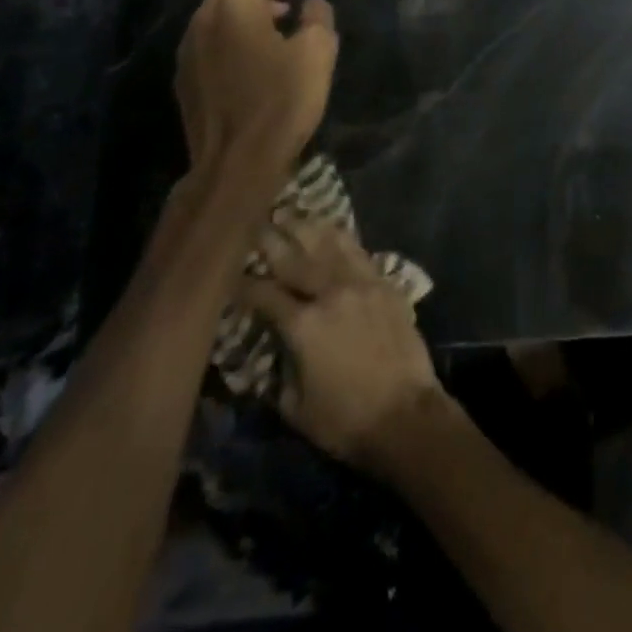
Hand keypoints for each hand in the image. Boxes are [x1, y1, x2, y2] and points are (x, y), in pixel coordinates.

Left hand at [176, 0, 337, 201]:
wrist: (235, 164)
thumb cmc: (282, 102)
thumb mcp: (317, 53)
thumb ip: (318, 17)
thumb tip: (311, 5)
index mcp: (235, 7)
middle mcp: (203, 18)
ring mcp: (188, 48)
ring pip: (218, 7)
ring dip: (250, 5)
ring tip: (281, 20)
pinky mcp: (185, 75)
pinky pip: (210, 34)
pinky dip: (235, 29)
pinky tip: (257, 52)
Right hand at [244, 214, 448, 476]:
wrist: (405, 413)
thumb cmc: (345, 420)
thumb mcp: (295, 406)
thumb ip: (280, 369)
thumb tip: (273, 348)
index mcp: (304, 325)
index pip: (265, 295)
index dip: (243, 284)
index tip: (226, 273)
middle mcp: (331, 293)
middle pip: (296, 258)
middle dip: (271, 239)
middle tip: (253, 220)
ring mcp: (362, 283)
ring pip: (330, 245)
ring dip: (307, 227)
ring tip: (289, 211)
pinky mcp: (385, 283)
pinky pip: (359, 252)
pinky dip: (341, 238)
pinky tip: (331, 228)